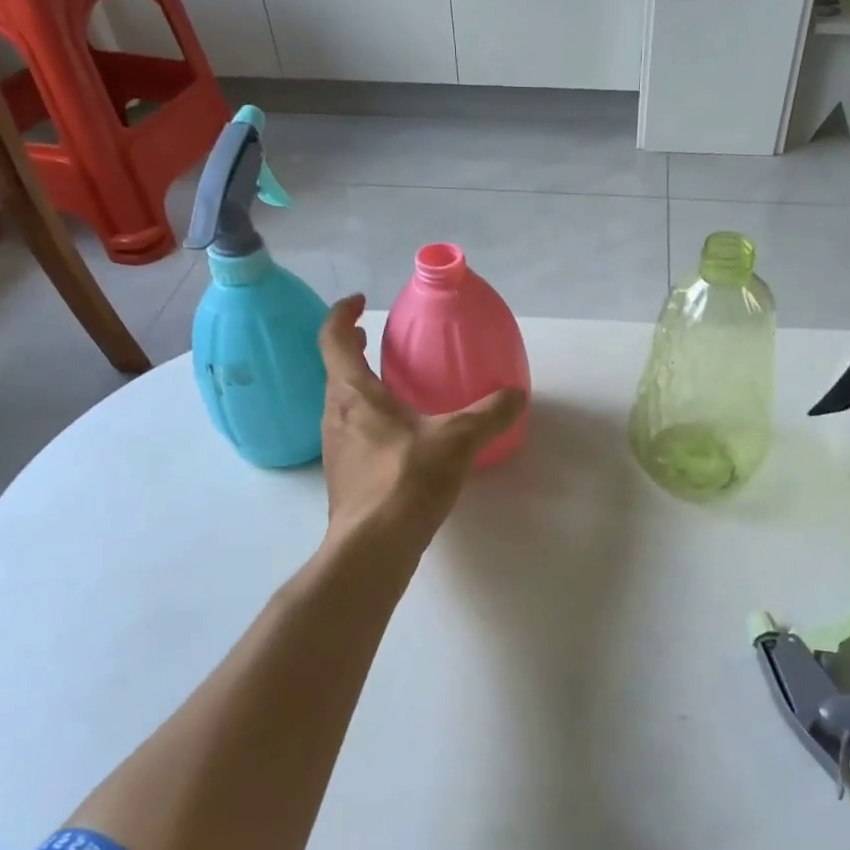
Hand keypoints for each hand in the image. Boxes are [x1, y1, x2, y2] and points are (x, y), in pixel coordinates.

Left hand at [316, 296, 524, 540]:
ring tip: (390, 387)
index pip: (333, 340)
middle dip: (352, 349)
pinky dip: (368, 420)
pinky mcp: (344, 478)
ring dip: (359, 387)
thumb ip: (489, 414)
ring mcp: (335, 449)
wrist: (372, 548)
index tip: (359, 302)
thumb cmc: (406, 480)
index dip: (342, 315)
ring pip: (341, 404)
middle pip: (335, 371)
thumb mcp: (458, 440)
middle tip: (375, 339)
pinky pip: (352, 434)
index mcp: (354, 394)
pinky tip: (399, 438)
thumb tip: (516, 394)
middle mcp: (335, 416)